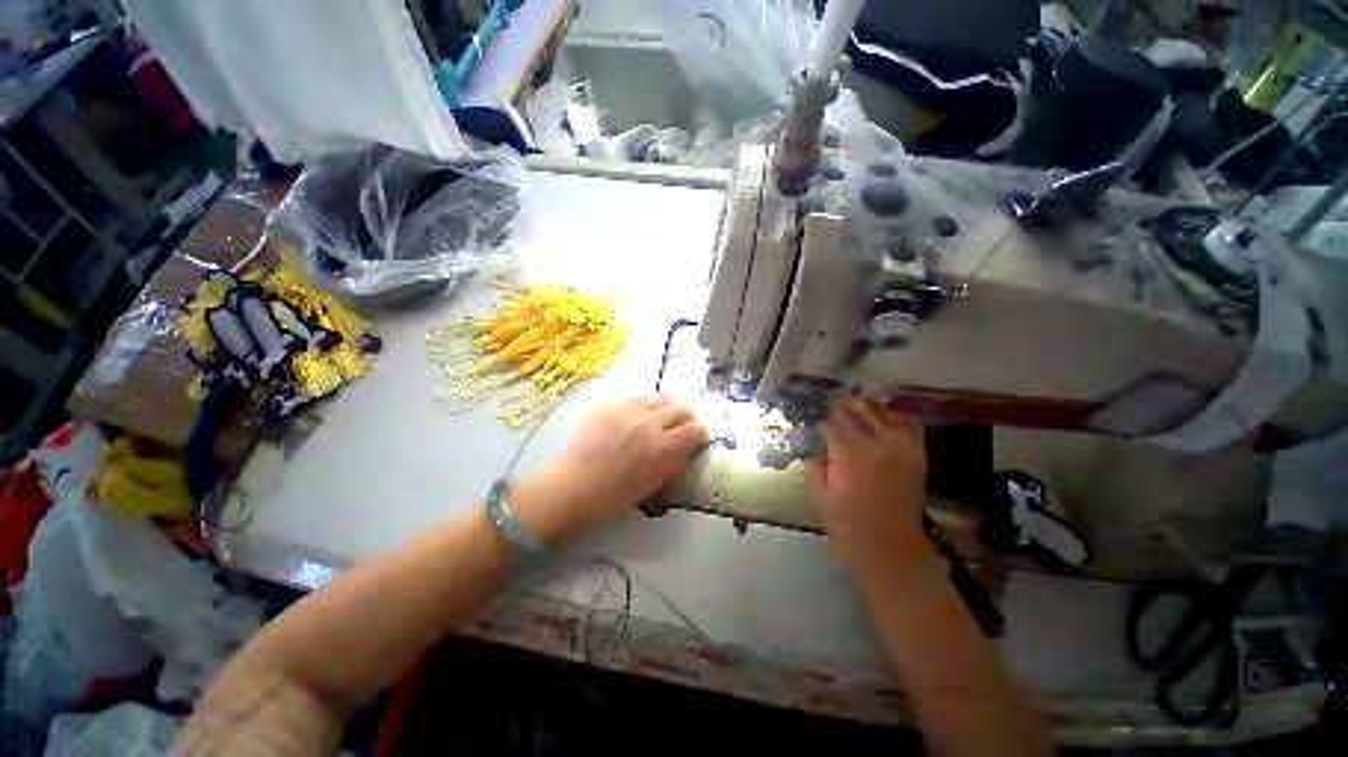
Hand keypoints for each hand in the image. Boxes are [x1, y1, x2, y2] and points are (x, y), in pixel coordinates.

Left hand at [512, 396, 708, 544]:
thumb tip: (687, 446)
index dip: (700, 433)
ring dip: (665, 408)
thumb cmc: (616, 495)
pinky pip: (636, 399)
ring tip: (657, 419)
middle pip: (682, 408)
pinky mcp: (611, 404)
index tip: (697, 438)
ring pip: (660, 397)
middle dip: (687, 418)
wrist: (575, 487)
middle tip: (680, 427)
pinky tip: (632, 420)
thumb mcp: (655, 483)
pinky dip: (642, 408)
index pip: (696, 429)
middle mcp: (650, 422)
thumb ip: (675, 460)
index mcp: (664, 447)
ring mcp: (629, 410)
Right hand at [808, 400, 936, 581]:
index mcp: (850, 454)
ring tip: (853, 409)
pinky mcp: (916, 455)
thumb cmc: (849, 526)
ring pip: (882, 412)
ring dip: (865, 408)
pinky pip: (909, 425)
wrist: (892, 551)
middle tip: (829, 407)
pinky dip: (895, 417)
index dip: (820, 418)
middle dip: (840, 407)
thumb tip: (813, 447)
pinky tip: (883, 420)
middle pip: (857, 410)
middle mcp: (878, 443)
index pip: (832, 422)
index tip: (812, 417)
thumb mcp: (820, 497)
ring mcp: (901, 447)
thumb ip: (814, 466)